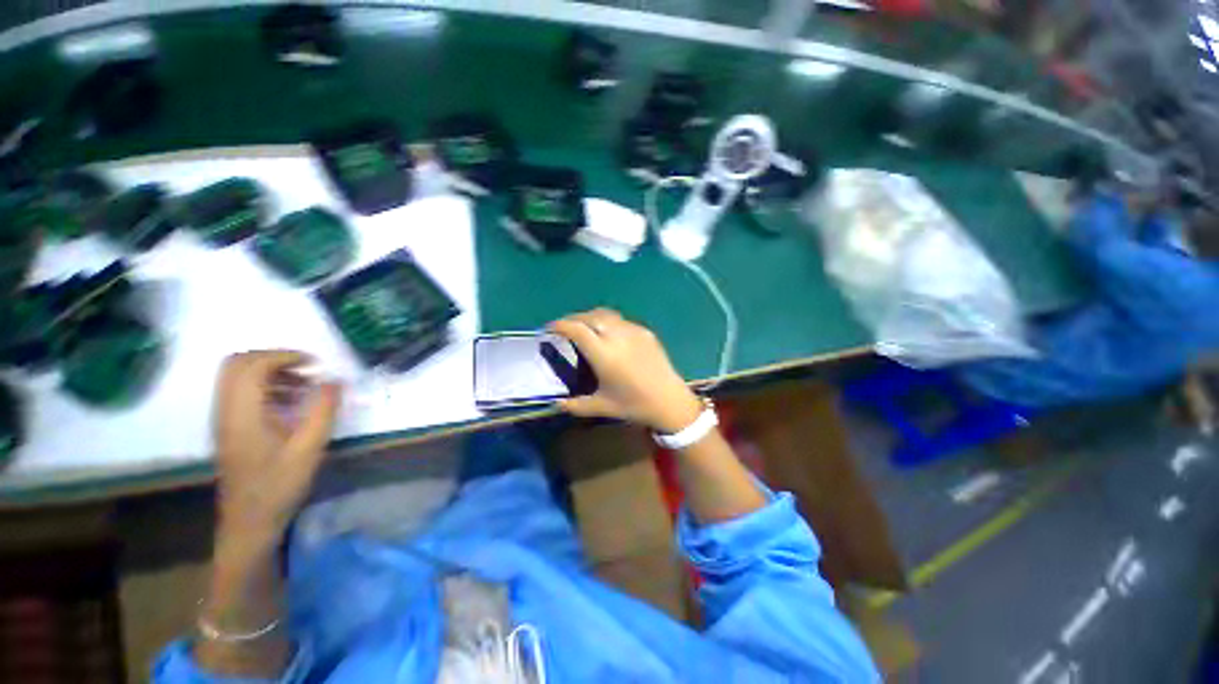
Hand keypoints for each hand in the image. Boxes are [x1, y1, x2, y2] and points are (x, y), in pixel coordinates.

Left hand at [212, 351, 340, 547]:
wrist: (248, 521)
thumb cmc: (279, 486)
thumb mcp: (309, 448)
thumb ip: (323, 410)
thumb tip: (335, 380)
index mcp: (242, 414)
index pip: (251, 365)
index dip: (284, 356)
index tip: (315, 364)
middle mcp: (225, 410)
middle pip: (237, 364)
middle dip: (274, 358)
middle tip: (306, 368)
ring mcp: (223, 419)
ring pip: (237, 376)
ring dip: (270, 371)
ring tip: (303, 385)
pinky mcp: (228, 427)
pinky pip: (240, 392)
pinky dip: (265, 386)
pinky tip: (290, 402)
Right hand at [550, 309, 702, 432]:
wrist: (670, 400)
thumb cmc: (634, 405)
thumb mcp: (602, 407)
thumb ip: (575, 405)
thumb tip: (555, 403)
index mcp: (604, 354)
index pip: (576, 329)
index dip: (560, 325)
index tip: (549, 329)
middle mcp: (617, 336)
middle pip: (589, 316)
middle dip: (573, 318)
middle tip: (564, 328)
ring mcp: (634, 331)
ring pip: (606, 314)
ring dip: (590, 317)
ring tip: (583, 327)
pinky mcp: (645, 332)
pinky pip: (621, 320)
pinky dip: (607, 321)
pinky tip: (607, 334)